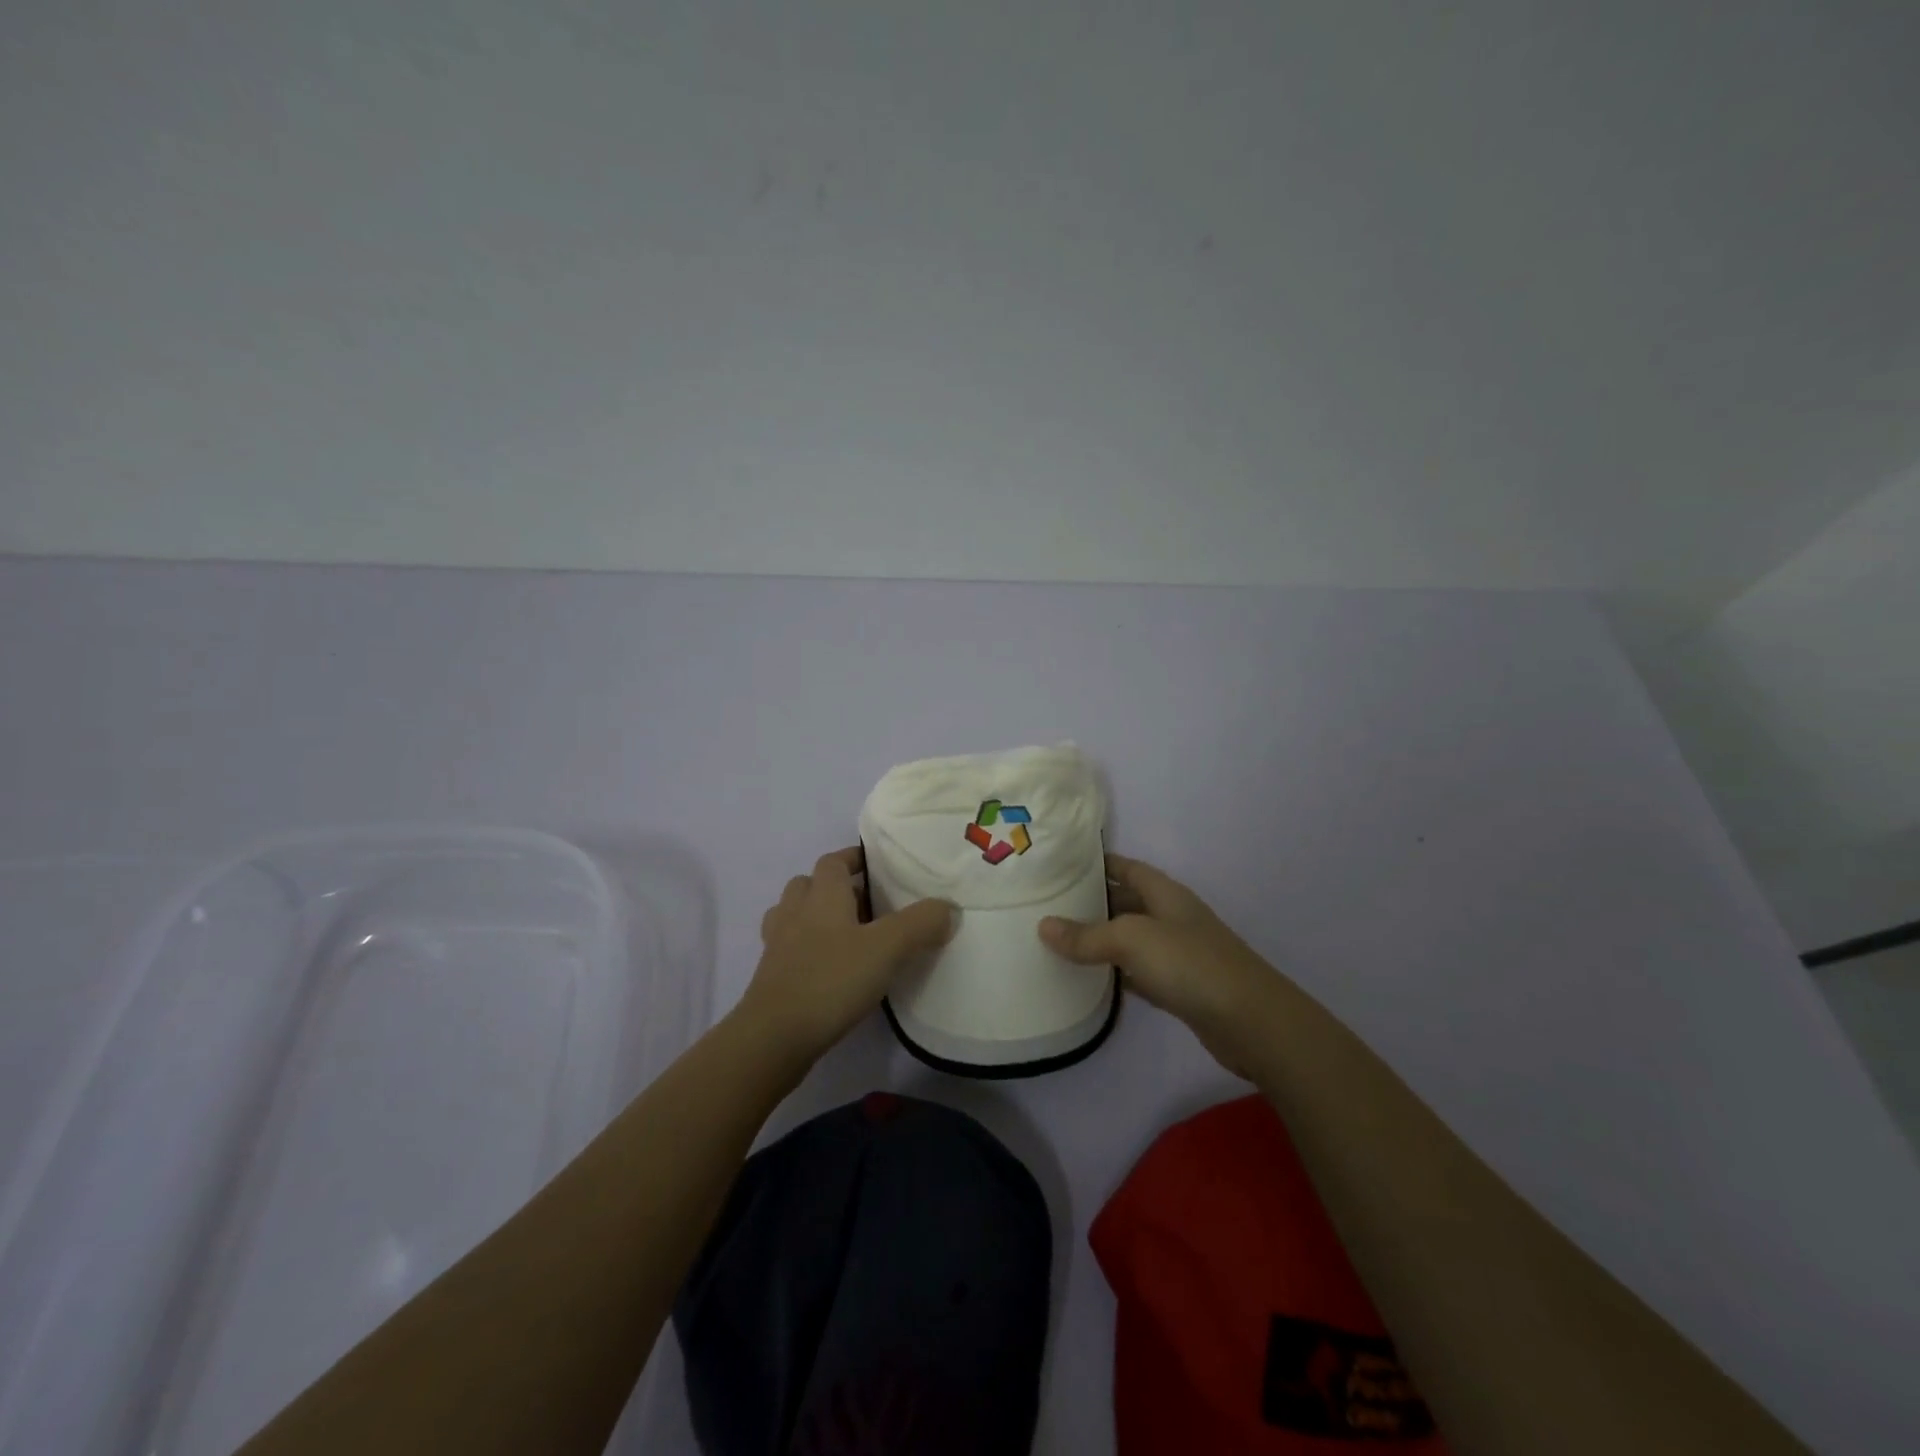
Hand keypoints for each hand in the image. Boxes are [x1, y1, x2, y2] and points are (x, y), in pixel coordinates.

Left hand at [737, 847, 955, 1067]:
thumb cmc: (831, 980)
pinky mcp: (771, 978)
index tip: (876, 867)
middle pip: (809, 885)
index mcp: (822, 895)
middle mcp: (795, 912)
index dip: (853, 858)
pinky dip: (807, 950)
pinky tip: (830, 970)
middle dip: (834, 887)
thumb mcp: (887, 948)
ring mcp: (777, 946)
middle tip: (867, 904)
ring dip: (816, 917)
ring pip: (794, 916)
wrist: (773, 1038)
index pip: (833, 861)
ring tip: (847, 935)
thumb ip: (921, 923)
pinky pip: (789, 949)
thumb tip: (949, 907)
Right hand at [1039, 854, 1276, 1072]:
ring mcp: (1177, 953)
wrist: (1251, 1022)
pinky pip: (1138, 972)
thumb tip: (1043, 926)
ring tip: (1058, 940)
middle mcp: (1171, 917)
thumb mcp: (1131, 940)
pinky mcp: (1179, 987)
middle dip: (1092, 902)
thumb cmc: (1190, 964)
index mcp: (1164, 893)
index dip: (1097, 863)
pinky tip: (1090, 980)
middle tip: (1048, 905)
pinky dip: (1116, 973)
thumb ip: (1087, 935)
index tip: (1060, 865)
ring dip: (1101, 939)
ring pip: (1130, 938)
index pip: (1126, 867)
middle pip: (1126, 901)